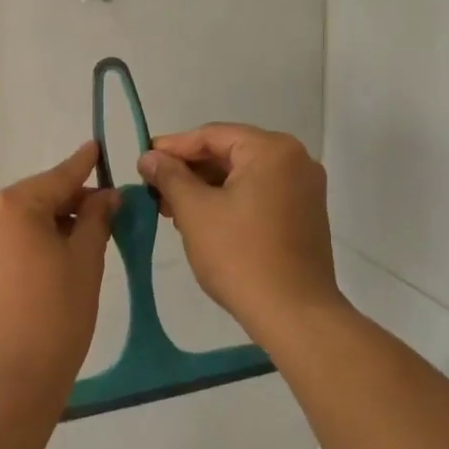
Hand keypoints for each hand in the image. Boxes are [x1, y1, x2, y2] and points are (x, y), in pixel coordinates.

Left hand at [0, 142, 119, 415]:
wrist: (5, 384)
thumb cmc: (55, 319)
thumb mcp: (85, 263)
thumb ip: (96, 219)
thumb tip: (105, 195)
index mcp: (11, 205)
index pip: (57, 178)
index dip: (82, 165)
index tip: (96, 146)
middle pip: (33, 198)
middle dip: (67, 202)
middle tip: (103, 211)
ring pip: (15, 220)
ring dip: (46, 224)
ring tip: (79, 240)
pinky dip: (24, 242)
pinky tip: (48, 258)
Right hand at [137, 124, 340, 335]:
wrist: (293, 312)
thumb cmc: (239, 255)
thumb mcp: (195, 211)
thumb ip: (169, 176)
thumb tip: (149, 156)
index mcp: (271, 150)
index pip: (212, 135)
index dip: (173, 147)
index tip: (143, 161)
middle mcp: (295, 160)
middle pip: (230, 153)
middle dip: (189, 170)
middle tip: (154, 189)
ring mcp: (304, 188)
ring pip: (244, 176)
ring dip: (206, 188)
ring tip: (172, 210)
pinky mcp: (305, 215)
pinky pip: (259, 194)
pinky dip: (229, 201)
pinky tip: (202, 220)